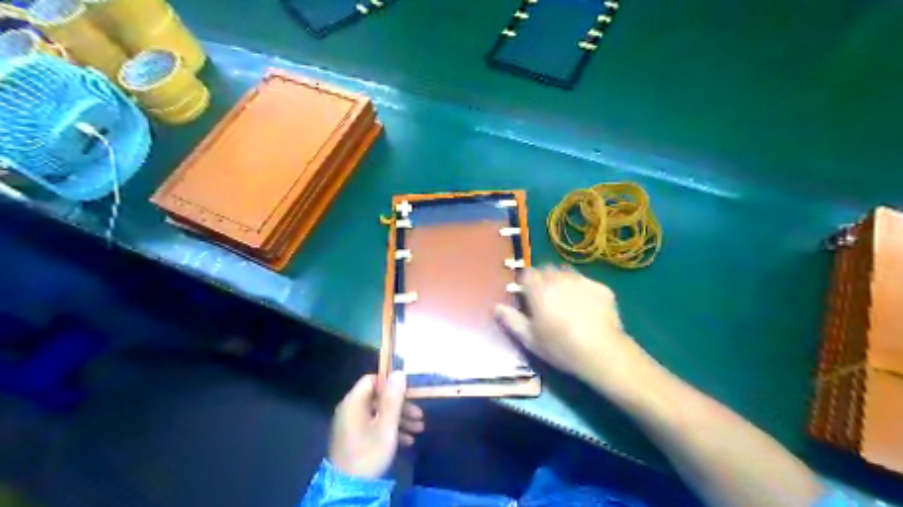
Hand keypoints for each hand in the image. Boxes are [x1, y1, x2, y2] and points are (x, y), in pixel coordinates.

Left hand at [326, 372, 425, 479]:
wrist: (348, 489)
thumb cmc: (368, 453)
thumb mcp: (386, 426)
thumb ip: (393, 399)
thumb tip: (399, 373)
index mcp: (354, 403)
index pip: (372, 380)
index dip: (390, 383)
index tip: (408, 392)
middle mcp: (351, 410)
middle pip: (378, 398)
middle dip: (401, 406)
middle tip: (420, 415)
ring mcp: (352, 425)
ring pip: (378, 413)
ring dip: (399, 419)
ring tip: (419, 429)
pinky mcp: (355, 438)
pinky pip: (374, 426)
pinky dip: (389, 430)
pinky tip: (407, 441)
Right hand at [497, 267, 653, 394]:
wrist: (602, 352)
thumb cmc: (560, 347)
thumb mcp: (530, 339)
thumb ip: (511, 320)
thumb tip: (496, 307)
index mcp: (539, 290)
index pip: (527, 273)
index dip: (525, 283)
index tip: (527, 296)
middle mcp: (559, 279)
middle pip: (547, 270)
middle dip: (544, 280)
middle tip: (547, 300)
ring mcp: (582, 281)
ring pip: (567, 274)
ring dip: (563, 282)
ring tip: (567, 302)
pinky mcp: (601, 287)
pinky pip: (586, 283)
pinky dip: (583, 290)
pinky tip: (586, 308)